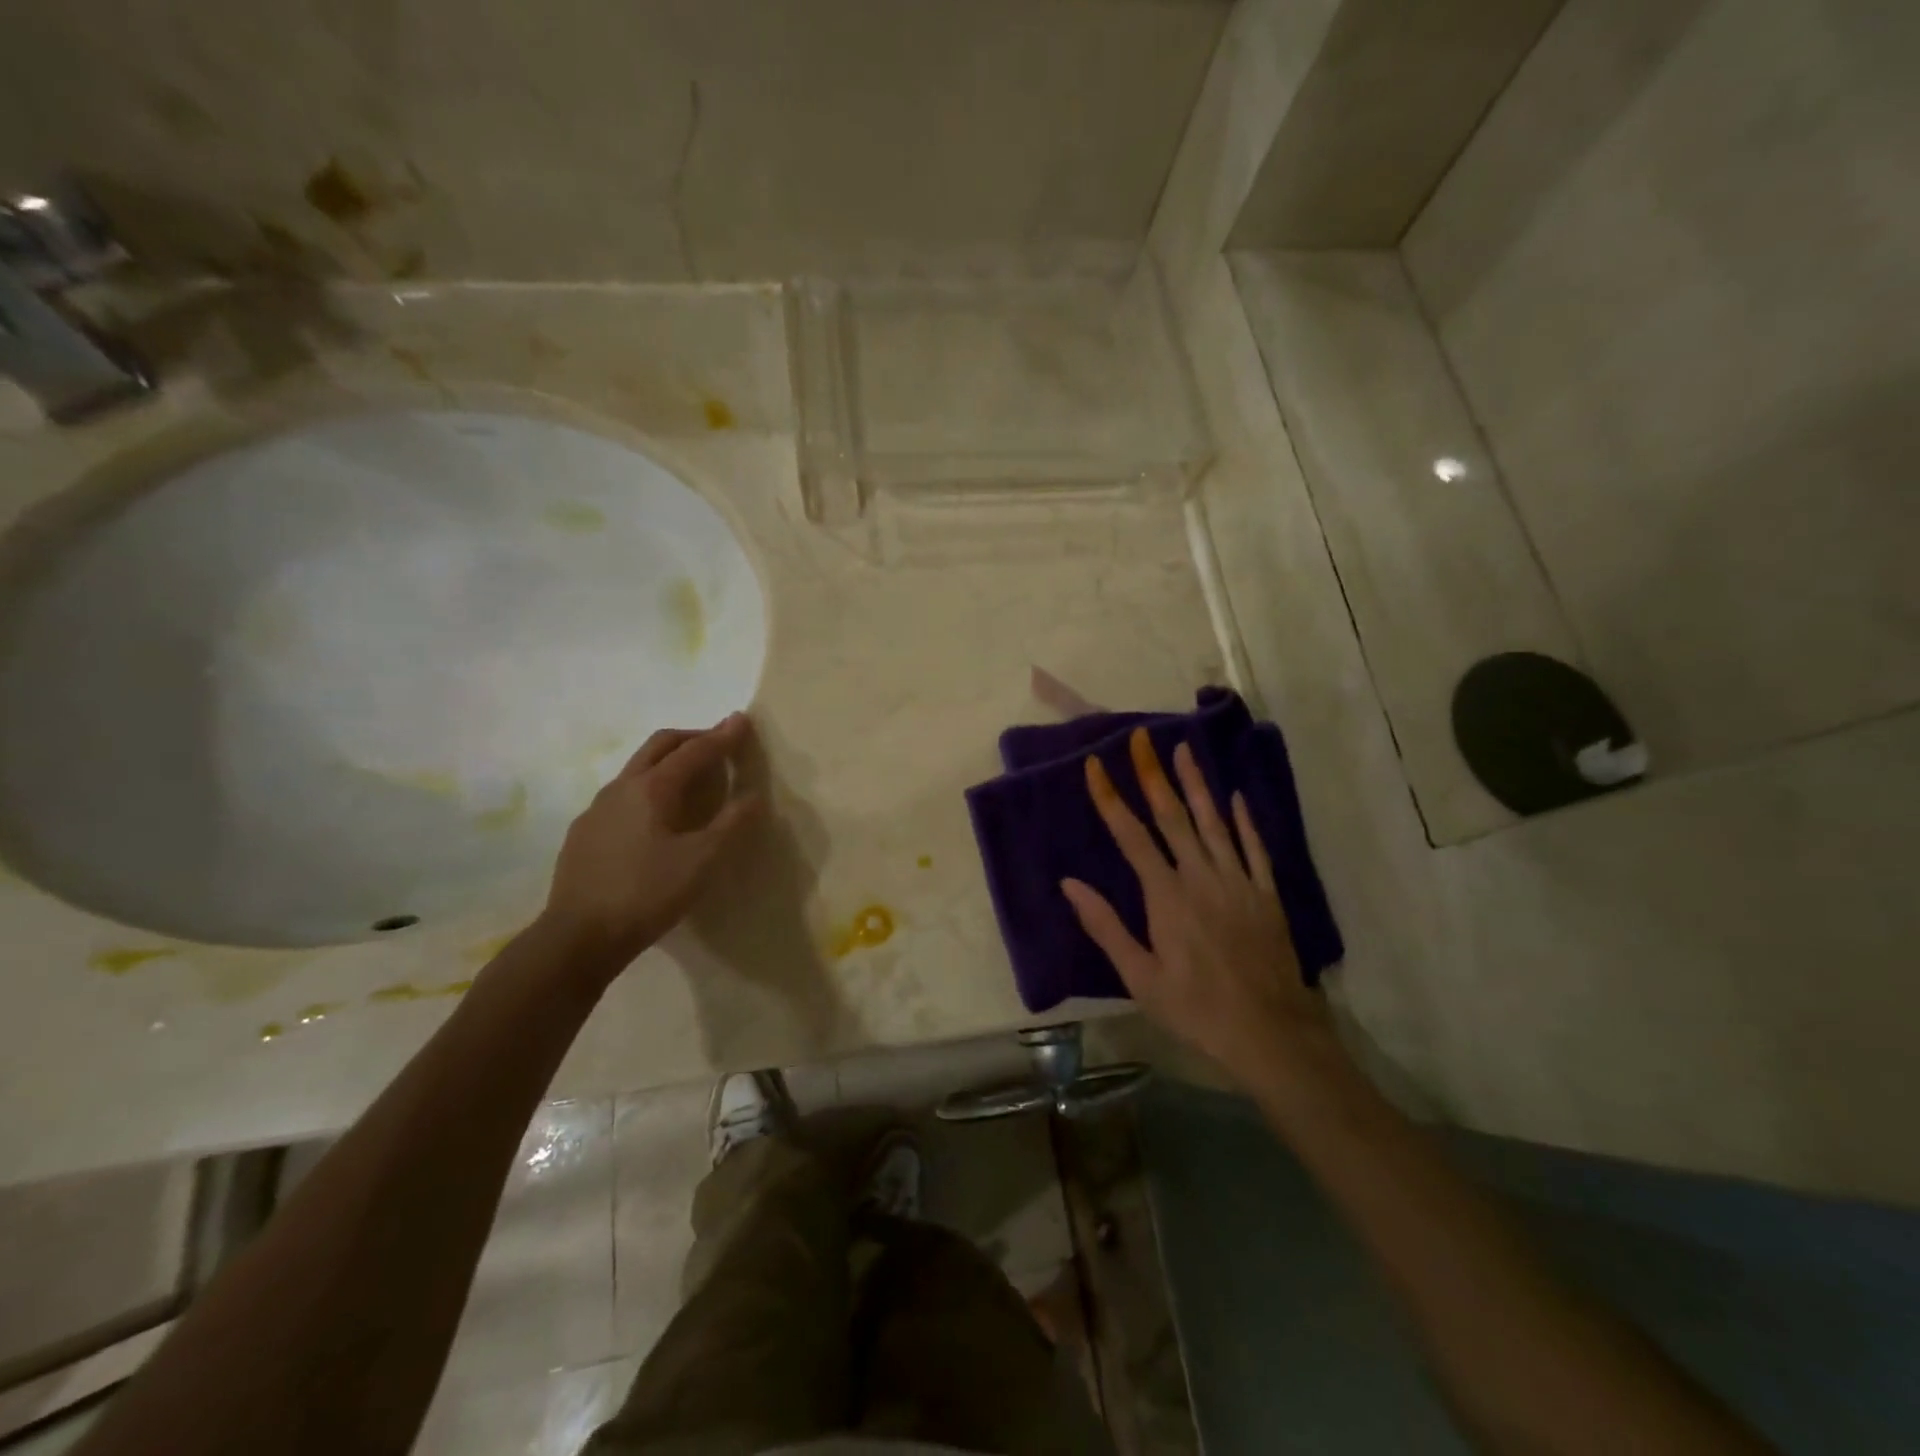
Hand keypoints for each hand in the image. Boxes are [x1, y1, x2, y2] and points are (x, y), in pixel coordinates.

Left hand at [543, 714, 761, 969]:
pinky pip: (622, 795)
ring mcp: (597, 809)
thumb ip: (732, 824)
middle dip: (692, 738)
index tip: (741, 720)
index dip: (722, 736)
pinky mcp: (584, 833)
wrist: (578, 937)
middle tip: (718, 743)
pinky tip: (655, 818)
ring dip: (668, 761)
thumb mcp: (702, 861)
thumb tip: (754, 795)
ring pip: (637, 769)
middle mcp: (621, 788)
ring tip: (691, 778)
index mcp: (653, 788)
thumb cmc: (648, 893)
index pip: (695, 751)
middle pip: (659, 745)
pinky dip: (648, 788)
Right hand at [1061, 728, 1330, 1082]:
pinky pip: (1254, 848)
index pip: (1131, 835)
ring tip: (1184, 749)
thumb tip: (1069, 883)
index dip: (1111, 798)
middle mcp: (1201, 877)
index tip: (1096, 765)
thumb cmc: (1195, 1009)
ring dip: (1197, 784)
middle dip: (1154, 774)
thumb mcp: (1139, 977)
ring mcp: (1238, 882)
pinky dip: (1243, 821)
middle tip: (1142, 738)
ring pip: (1214, 822)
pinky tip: (1234, 797)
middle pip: (1173, 816)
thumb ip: (1105, 926)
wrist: (1270, 1034)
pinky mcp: (1266, 894)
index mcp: (1166, 897)